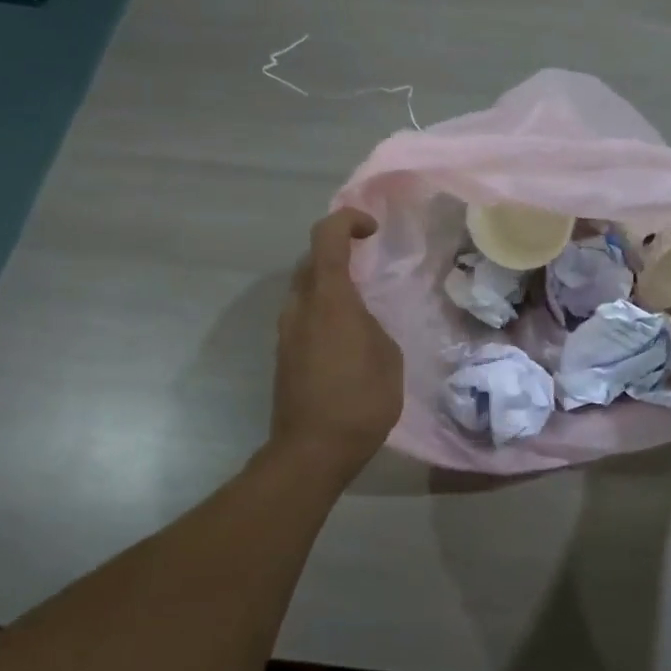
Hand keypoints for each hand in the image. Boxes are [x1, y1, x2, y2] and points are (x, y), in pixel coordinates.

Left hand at [270, 208, 402, 478]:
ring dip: (330, 285)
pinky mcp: (283, 354)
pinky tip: (347, 336)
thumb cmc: (361, 401)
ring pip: (305, 290)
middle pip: (312, 261)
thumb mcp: (387, 356)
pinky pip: (304, 316)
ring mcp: (286, 331)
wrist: (313, 450)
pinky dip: (324, 310)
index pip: (327, 237)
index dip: (347, 221)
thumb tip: (358, 321)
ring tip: (361, 304)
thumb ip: (371, 325)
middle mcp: (300, 307)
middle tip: (369, 264)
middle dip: (338, 253)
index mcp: (329, 299)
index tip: (372, 230)